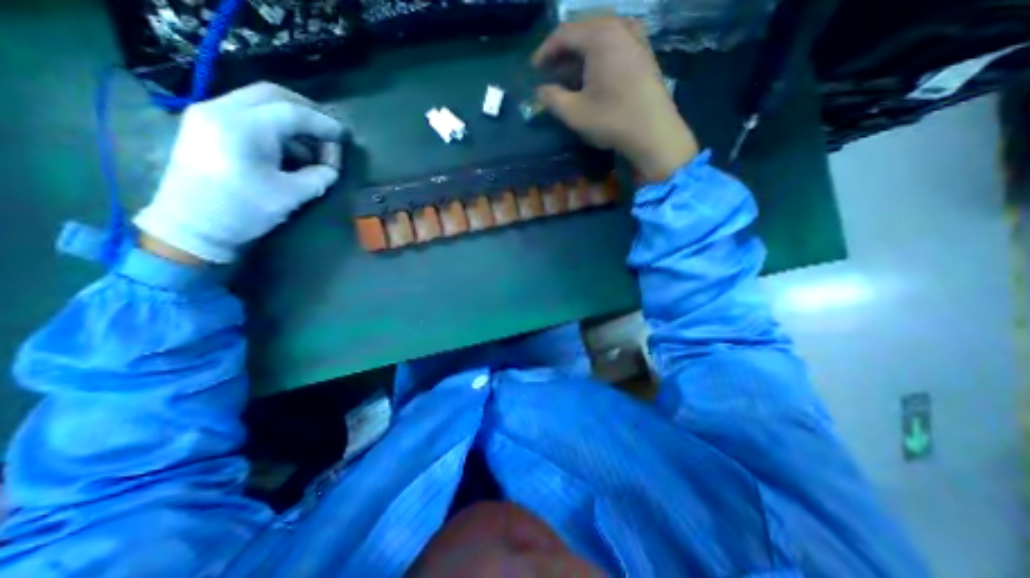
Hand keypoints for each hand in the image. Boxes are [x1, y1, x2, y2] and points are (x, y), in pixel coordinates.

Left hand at [133, 81, 342, 264]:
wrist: (192, 225)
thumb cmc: (243, 211)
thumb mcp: (290, 196)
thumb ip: (317, 178)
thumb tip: (331, 169)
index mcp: (242, 128)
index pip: (292, 113)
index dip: (323, 124)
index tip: (344, 136)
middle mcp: (221, 110)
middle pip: (273, 95)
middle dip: (307, 111)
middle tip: (329, 132)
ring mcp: (209, 115)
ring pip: (260, 102)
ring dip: (292, 120)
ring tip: (311, 148)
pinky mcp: (207, 126)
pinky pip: (248, 114)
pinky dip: (275, 127)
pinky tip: (289, 151)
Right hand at [535, 17, 694, 179]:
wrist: (654, 132)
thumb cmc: (611, 120)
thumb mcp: (574, 113)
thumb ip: (552, 99)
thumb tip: (540, 91)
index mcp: (599, 36)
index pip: (564, 33)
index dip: (545, 51)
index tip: (534, 69)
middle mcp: (618, 26)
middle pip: (582, 30)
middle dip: (562, 51)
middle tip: (549, 71)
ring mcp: (635, 37)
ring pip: (599, 36)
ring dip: (580, 53)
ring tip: (568, 74)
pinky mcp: (643, 52)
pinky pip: (614, 44)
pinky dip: (597, 55)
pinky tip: (592, 74)